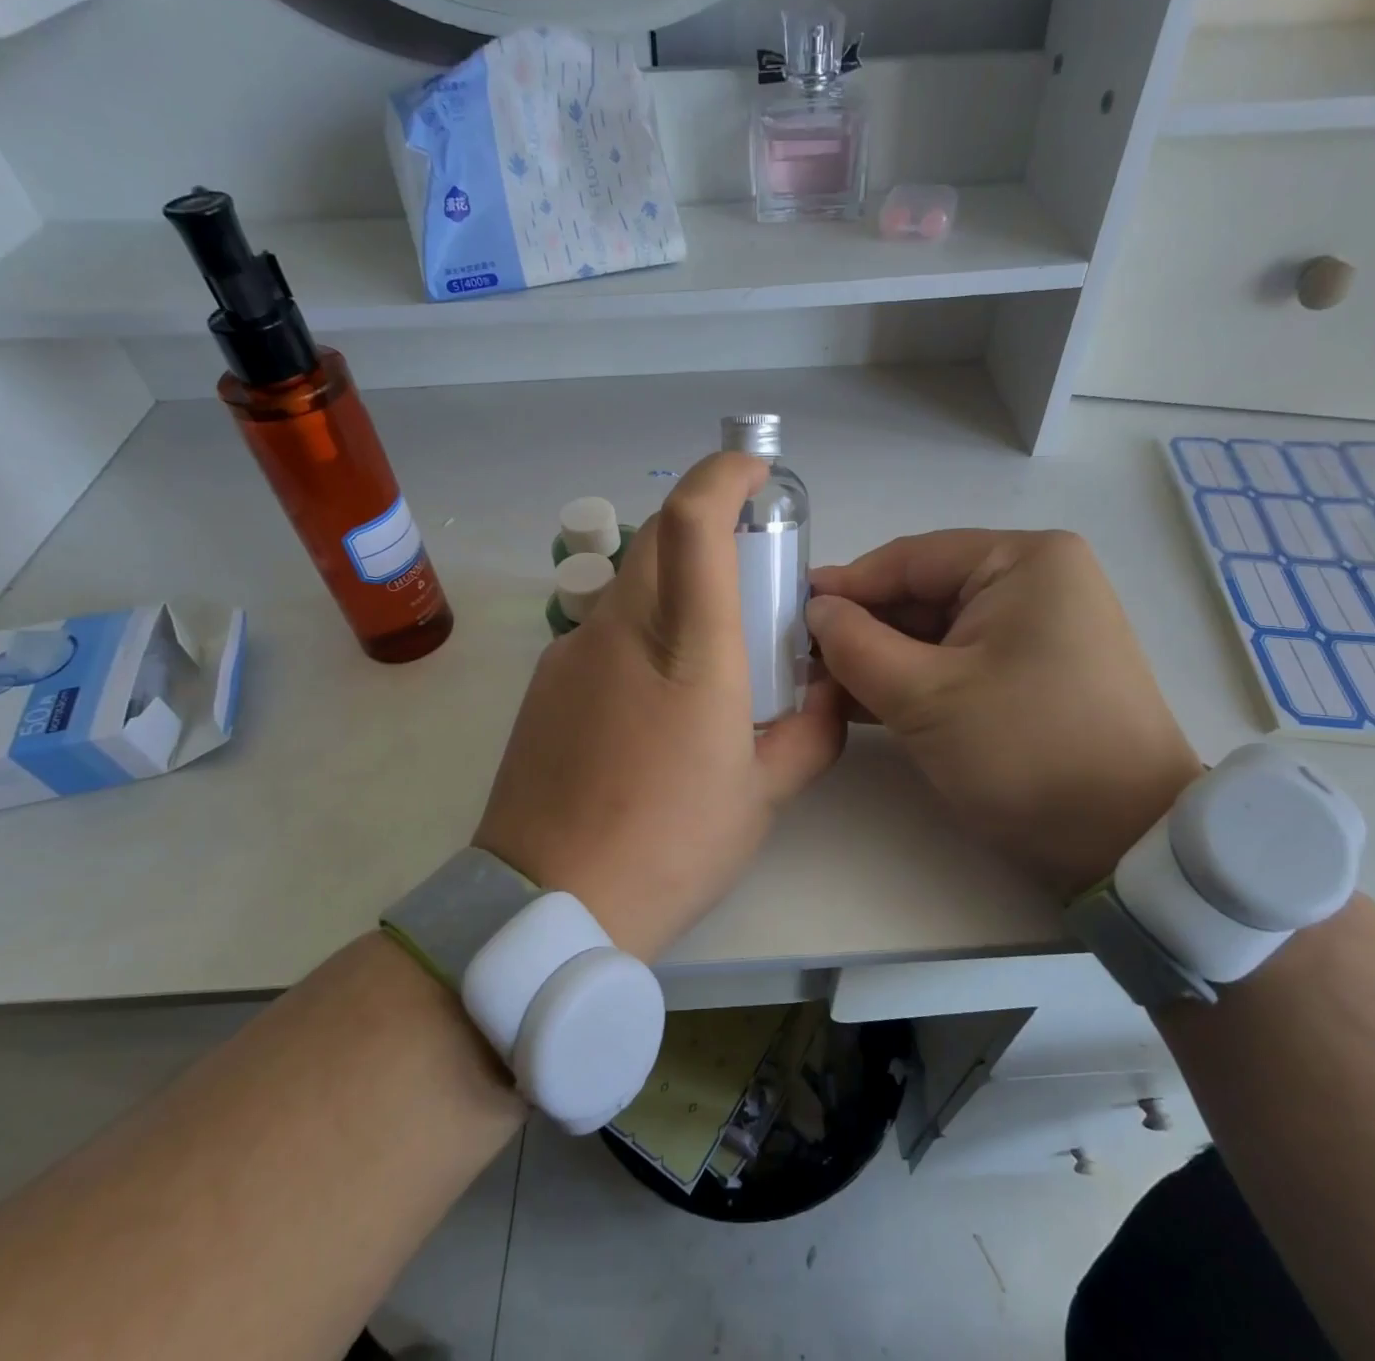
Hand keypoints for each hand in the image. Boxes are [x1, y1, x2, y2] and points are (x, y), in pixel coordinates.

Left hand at [474, 453, 844, 960]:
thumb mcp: (762, 796)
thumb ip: (810, 733)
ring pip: (631, 582)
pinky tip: (652, 698)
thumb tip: (828, 694)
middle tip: (749, 572)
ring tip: (706, 652)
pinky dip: (640, 630)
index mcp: (688, 651)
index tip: (755, 473)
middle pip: (660, 537)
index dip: (722, 475)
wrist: (549, 901)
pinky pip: (602, 628)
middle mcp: (621, 630)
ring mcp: (572, 650)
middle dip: (709, 525)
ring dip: (675, 584)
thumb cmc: (670, 847)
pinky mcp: (545, 679)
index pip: (693, 522)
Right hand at [808, 530, 1201, 902]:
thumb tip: (815, 612)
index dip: (845, 587)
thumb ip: (855, 645)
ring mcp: (1039, 627)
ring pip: (936, 632)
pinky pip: (958, 660)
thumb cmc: (1024, 750)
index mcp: (1023, 561)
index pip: (910, 559)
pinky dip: (913, 679)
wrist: (1124, 841)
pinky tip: (863, 702)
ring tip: (823, 688)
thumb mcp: (924, 696)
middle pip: (922, 594)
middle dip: (862, 630)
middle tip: (801, 662)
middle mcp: (1036, 581)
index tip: (789, 615)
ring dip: (880, 659)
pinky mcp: (1034, 670)